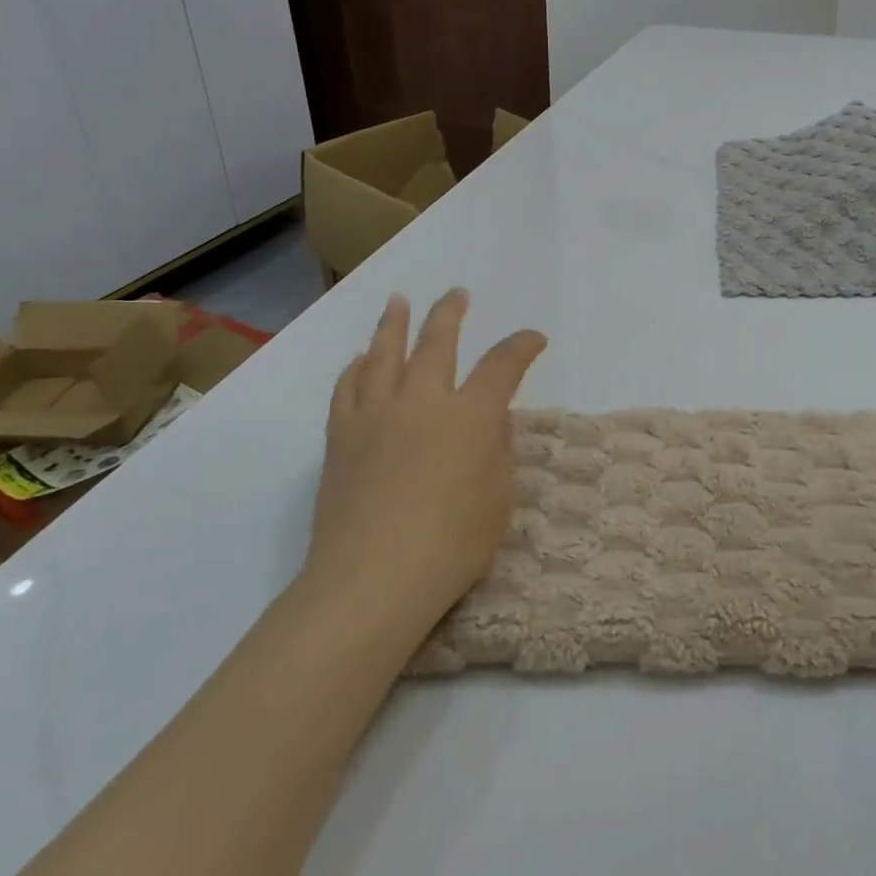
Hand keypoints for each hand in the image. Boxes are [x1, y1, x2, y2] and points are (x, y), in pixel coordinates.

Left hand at [302, 290, 546, 637]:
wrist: (372, 580)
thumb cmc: (451, 546)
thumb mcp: (497, 499)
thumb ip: (497, 450)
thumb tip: (490, 421)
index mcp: (471, 416)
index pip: (503, 365)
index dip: (522, 346)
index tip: (534, 339)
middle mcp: (423, 401)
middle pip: (437, 342)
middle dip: (451, 314)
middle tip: (457, 295)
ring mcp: (376, 414)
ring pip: (384, 353)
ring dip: (394, 323)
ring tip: (399, 302)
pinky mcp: (341, 436)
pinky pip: (347, 387)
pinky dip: (356, 367)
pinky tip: (360, 360)